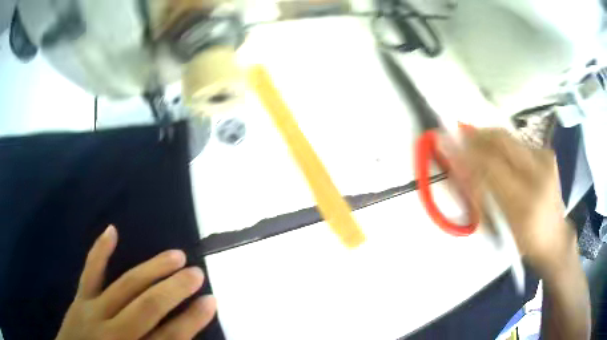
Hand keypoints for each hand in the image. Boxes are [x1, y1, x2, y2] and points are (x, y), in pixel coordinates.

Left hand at [55, 225, 216, 339]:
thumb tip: (181, 336)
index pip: (170, 338)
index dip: (192, 320)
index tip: (211, 301)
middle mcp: (114, 332)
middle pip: (147, 307)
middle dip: (174, 290)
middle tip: (196, 273)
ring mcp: (93, 312)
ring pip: (124, 287)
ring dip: (151, 269)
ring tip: (175, 255)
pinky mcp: (80, 300)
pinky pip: (90, 273)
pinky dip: (100, 252)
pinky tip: (112, 231)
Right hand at [447, 129, 576, 276]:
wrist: (555, 236)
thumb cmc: (524, 240)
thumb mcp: (499, 228)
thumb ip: (479, 197)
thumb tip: (459, 169)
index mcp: (524, 203)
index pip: (489, 166)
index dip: (466, 152)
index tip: (446, 141)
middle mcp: (538, 173)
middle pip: (501, 140)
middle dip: (476, 135)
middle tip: (459, 135)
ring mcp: (545, 158)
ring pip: (508, 136)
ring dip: (488, 137)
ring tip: (476, 144)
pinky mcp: (548, 152)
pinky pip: (518, 141)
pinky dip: (503, 144)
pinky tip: (499, 153)